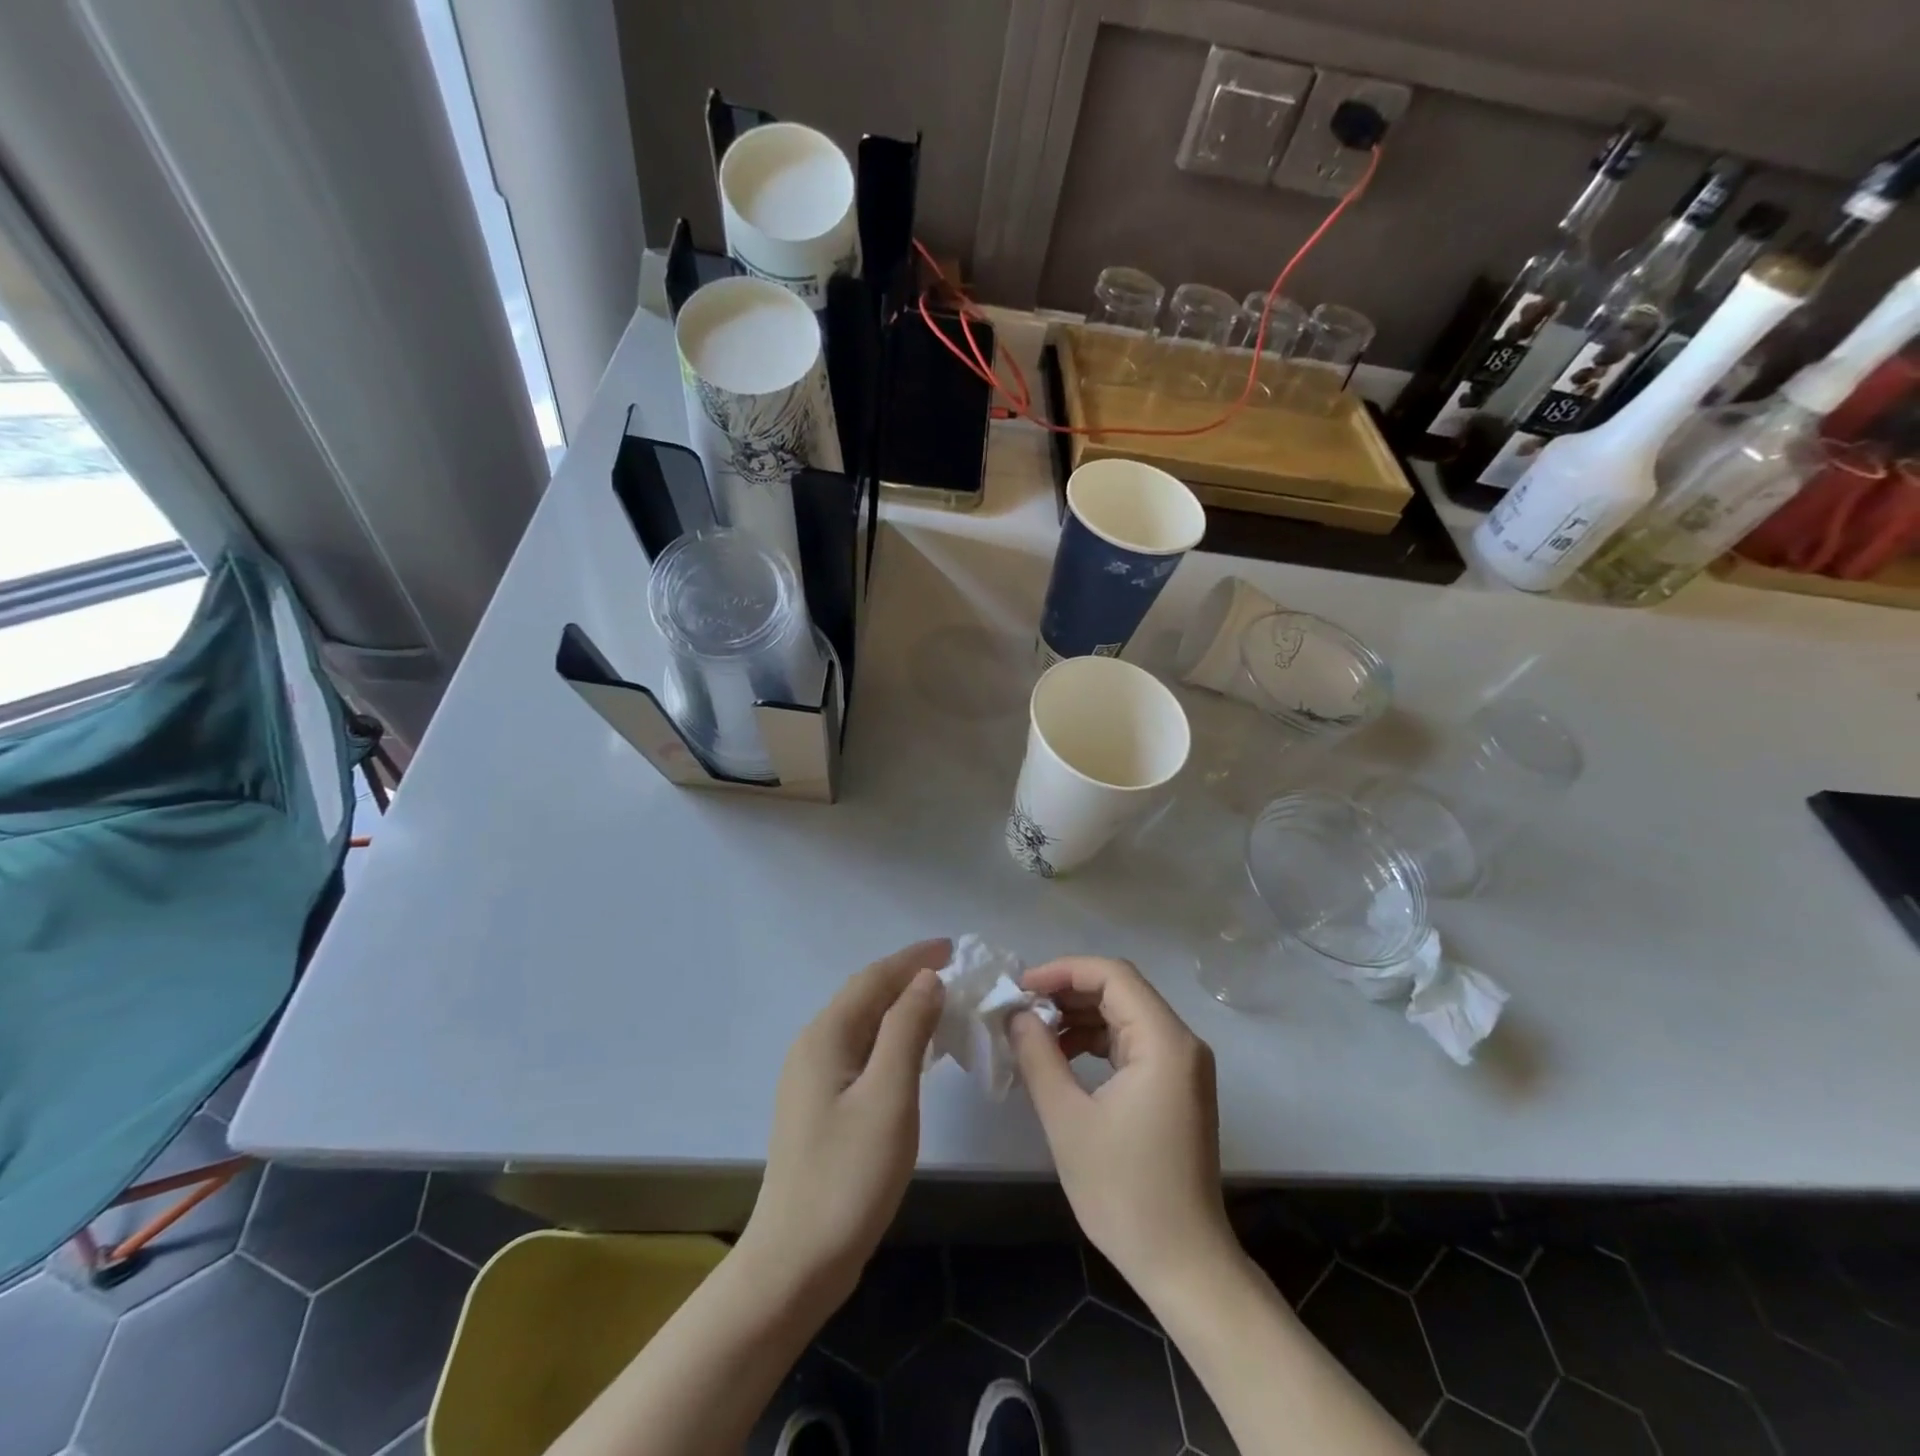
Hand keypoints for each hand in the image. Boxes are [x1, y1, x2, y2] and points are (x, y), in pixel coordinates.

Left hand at [741, 939, 948, 1300]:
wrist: (796, 1261)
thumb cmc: (849, 1176)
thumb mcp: (889, 1096)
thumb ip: (907, 1030)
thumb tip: (926, 978)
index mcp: (826, 1036)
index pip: (874, 978)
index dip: (913, 958)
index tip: (953, 947)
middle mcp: (814, 1046)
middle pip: (865, 996)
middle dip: (908, 977)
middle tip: (955, 972)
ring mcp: (812, 1077)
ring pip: (863, 1023)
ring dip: (901, 1007)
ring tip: (943, 1003)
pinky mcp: (819, 1104)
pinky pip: (860, 1050)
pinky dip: (891, 1038)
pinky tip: (914, 1051)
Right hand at [1010, 956, 1233, 1303]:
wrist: (1183, 1264)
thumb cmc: (1124, 1192)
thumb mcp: (1068, 1120)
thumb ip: (1039, 1056)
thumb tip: (1016, 1014)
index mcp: (1164, 1042)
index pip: (1112, 976)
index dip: (1063, 971)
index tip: (1021, 987)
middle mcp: (1181, 1043)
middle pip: (1121, 990)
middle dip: (1068, 991)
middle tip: (1021, 1007)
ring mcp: (1183, 1065)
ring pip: (1126, 1014)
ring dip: (1080, 1015)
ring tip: (1034, 1030)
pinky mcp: (1176, 1086)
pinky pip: (1133, 1042)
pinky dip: (1097, 1040)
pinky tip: (1062, 1056)